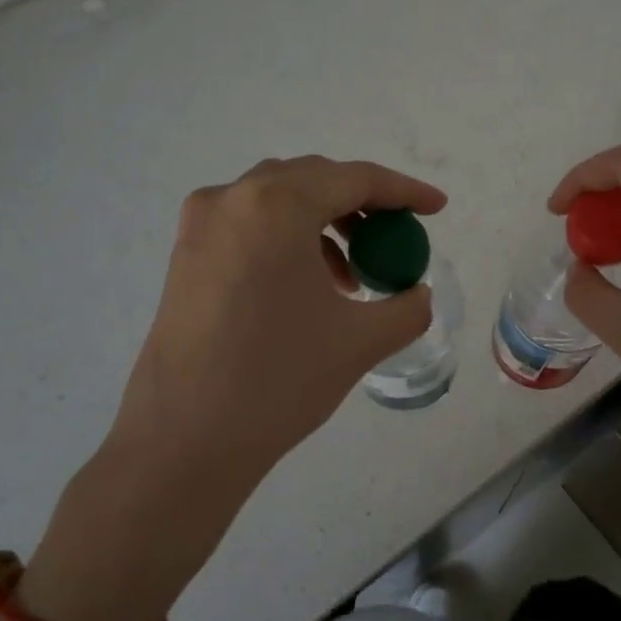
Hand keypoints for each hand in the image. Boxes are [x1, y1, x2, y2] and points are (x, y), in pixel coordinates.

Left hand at [107, 156, 445, 492]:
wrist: (183, 441)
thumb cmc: (278, 379)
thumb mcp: (361, 340)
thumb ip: (407, 307)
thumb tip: (418, 294)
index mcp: (277, 205)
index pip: (356, 178)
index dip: (404, 191)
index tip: (437, 209)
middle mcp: (233, 199)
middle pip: (315, 179)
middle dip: (363, 203)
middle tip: (395, 237)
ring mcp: (201, 225)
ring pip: (280, 199)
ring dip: (325, 222)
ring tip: (352, 274)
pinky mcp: (185, 254)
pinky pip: (251, 224)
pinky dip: (289, 238)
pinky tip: (308, 286)